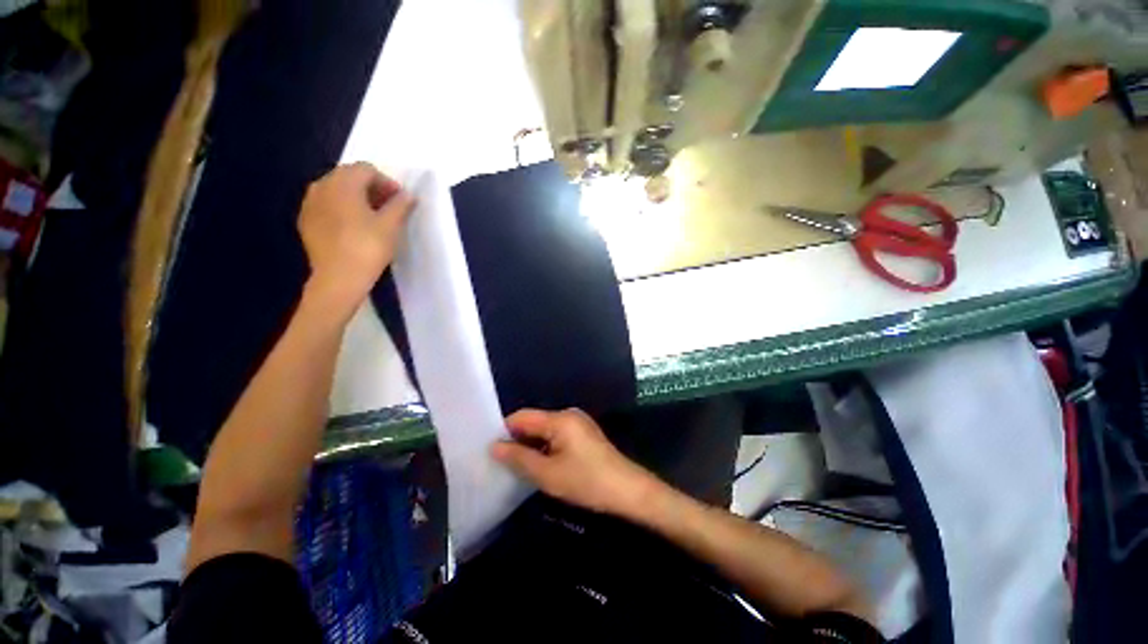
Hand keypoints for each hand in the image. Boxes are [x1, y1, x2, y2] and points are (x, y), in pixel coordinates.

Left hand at [298, 162, 413, 316]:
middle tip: (389, 208)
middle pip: (349, 176)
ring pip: (336, 190)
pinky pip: (327, 205)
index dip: (387, 182)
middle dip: (371, 188)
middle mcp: (321, 186)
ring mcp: (310, 204)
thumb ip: (401, 205)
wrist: (338, 278)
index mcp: (343, 183)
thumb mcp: (391, 225)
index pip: (366, 169)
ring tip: (373, 218)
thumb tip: (408, 195)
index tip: (400, 201)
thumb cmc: (368, 248)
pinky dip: (342, 209)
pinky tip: (354, 227)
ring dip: (356, 198)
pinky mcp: (306, 221)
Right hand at [491, 408, 657, 515]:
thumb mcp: (548, 474)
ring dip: (532, 447)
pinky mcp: (583, 435)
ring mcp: (578, 424)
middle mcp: (568, 414)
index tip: (490, 451)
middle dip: (518, 441)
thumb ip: (519, 458)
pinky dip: (545, 449)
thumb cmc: (586, 481)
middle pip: (534, 423)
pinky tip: (541, 466)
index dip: (504, 431)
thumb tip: (494, 447)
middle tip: (501, 464)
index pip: (522, 416)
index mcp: (559, 418)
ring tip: (518, 468)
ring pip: (545, 431)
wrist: (628, 490)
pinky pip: (557, 436)